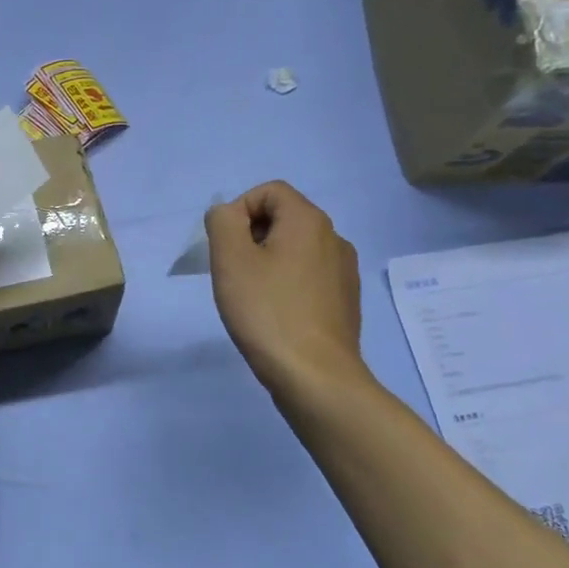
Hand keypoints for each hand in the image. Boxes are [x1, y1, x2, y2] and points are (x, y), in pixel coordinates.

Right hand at [206, 182, 368, 394]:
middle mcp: (334, 238)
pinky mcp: (346, 300)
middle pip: (283, 218)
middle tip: (233, 273)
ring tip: (252, 296)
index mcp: (309, 221)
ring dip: (268, 262)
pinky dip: (287, 284)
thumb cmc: (268, 311)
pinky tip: (276, 314)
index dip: (239, 210)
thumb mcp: (230, 259)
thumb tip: (228, 214)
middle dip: (251, 237)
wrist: (316, 376)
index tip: (226, 248)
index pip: (269, 191)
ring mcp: (344, 271)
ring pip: (296, 249)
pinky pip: (309, 276)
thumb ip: (222, 222)